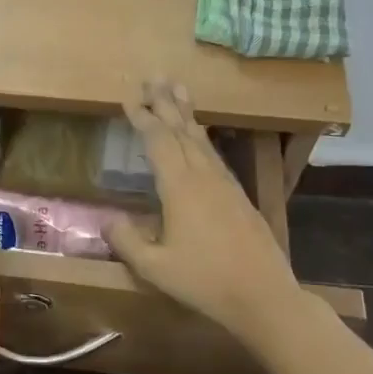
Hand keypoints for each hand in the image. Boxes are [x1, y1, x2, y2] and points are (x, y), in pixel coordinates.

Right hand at [105, 82, 302, 343]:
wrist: (264, 296)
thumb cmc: (204, 281)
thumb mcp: (154, 267)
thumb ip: (127, 241)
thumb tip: (108, 220)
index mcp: (181, 187)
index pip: (159, 141)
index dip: (143, 118)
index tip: (129, 98)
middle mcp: (204, 177)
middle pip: (182, 130)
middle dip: (166, 103)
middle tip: (155, 77)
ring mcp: (225, 185)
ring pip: (202, 140)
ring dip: (187, 114)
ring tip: (178, 92)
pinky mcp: (239, 197)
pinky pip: (214, 155)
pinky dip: (201, 138)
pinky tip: (200, 138)